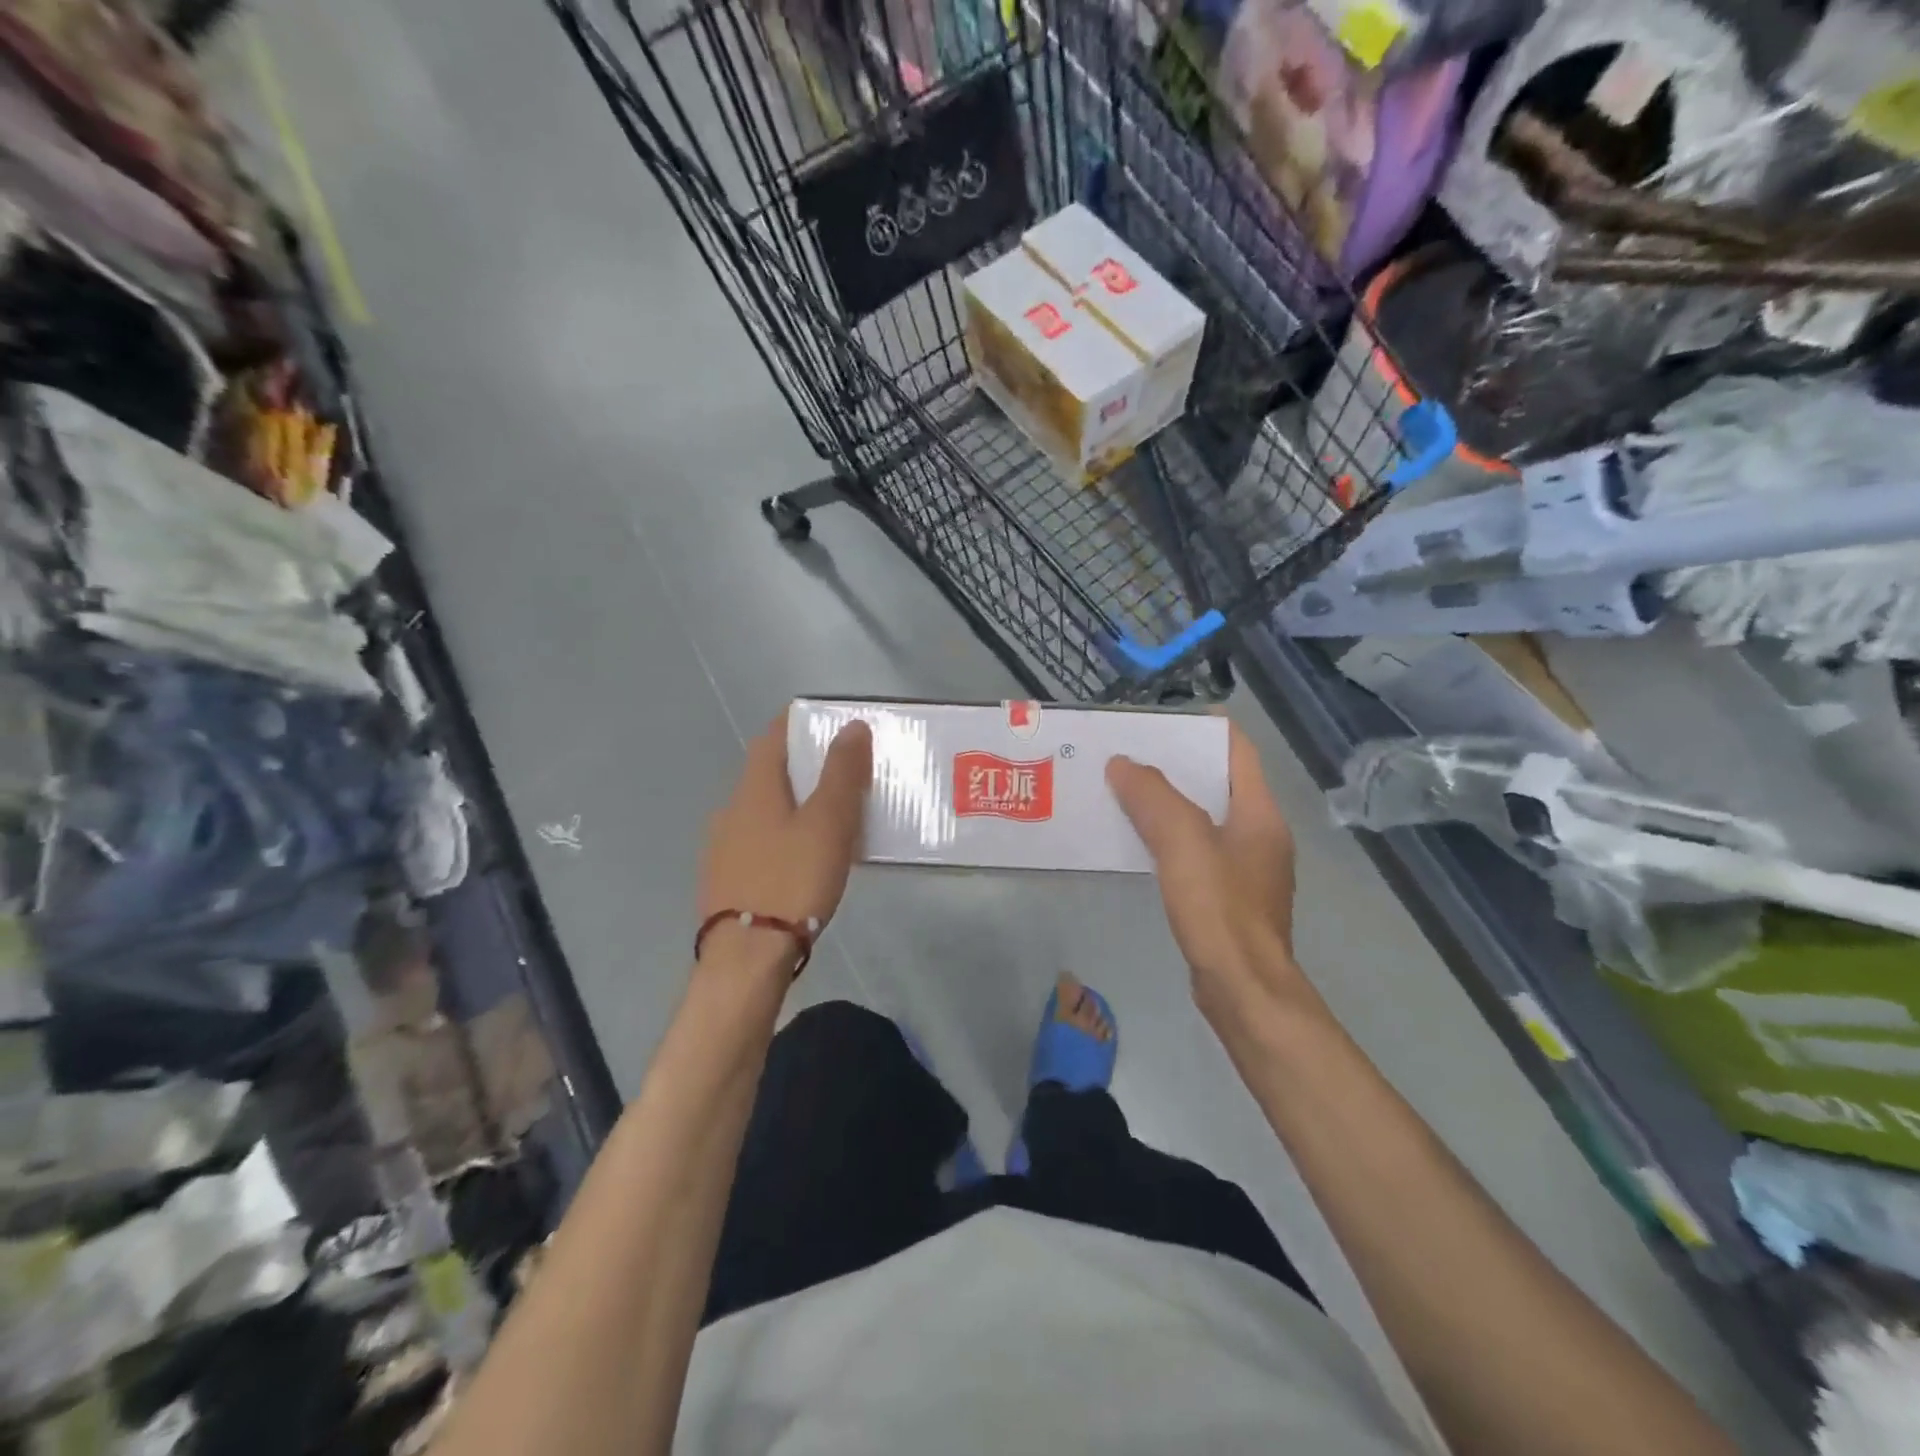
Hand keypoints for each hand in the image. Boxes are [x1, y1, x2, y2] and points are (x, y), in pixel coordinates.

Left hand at [697, 713, 871, 974]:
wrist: (746, 957)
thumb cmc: (792, 880)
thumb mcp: (829, 823)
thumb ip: (842, 773)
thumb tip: (851, 725)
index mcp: (754, 789)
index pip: (772, 737)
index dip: (796, 722)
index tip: (825, 720)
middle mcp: (731, 810)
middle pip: (766, 773)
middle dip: (801, 764)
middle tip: (840, 769)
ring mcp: (722, 847)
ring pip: (762, 809)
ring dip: (792, 802)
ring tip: (829, 814)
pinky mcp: (725, 880)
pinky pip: (758, 840)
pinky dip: (782, 833)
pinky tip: (803, 856)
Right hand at [1107, 721, 1311, 1021]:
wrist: (1243, 990)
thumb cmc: (1219, 909)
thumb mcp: (1183, 842)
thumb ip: (1153, 797)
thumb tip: (1123, 764)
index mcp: (1259, 813)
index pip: (1237, 751)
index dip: (1204, 728)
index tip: (1162, 719)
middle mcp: (1260, 835)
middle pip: (1218, 783)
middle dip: (1175, 765)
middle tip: (1130, 755)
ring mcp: (1246, 869)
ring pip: (1204, 818)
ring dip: (1169, 802)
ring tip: (1124, 791)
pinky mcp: (1229, 898)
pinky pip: (1197, 850)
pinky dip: (1169, 837)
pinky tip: (1138, 842)